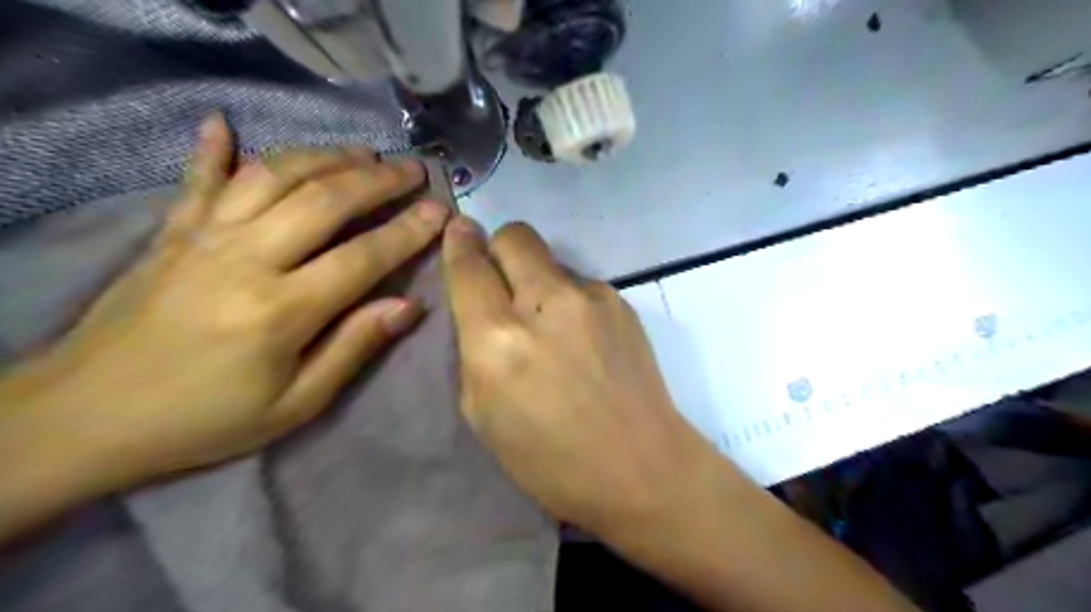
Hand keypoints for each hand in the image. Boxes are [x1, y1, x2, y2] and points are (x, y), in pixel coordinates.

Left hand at [1, 112, 448, 480]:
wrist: (85, 417)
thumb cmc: (206, 419)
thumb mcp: (295, 404)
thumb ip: (354, 348)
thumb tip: (408, 306)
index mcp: (282, 309)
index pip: (363, 256)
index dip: (408, 231)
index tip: (440, 210)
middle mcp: (246, 257)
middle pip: (324, 200)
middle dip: (377, 180)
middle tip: (412, 170)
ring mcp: (203, 237)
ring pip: (274, 175)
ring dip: (325, 157)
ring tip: (363, 153)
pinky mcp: (170, 232)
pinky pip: (197, 179)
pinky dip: (213, 148)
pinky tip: (224, 122)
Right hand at [438, 219, 721, 534]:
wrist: (641, 467)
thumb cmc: (551, 460)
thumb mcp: (483, 414)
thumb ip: (474, 349)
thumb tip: (480, 304)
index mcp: (499, 340)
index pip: (469, 267)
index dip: (459, 244)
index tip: (458, 233)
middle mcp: (544, 304)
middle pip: (514, 236)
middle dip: (498, 247)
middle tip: (502, 279)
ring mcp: (590, 297)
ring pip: (550, 260)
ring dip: (538, 281)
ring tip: (552, 327)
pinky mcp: (621, 302)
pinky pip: (580, 284)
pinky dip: (570, 301)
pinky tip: (583, 339)